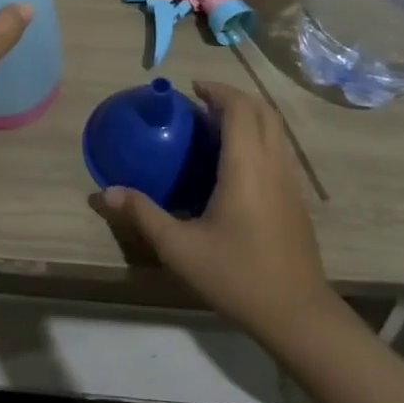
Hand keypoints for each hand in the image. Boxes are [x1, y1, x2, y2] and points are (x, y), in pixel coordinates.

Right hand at [99, 80, 332, 339]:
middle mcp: (273, 163)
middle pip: (262, 110)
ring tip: (216, 126)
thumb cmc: (236, 276)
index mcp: (246, 166)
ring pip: (276, 128)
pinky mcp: (297, 197)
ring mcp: (290, 180)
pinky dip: (259, 135)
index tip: (192, 88)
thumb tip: (106, 191)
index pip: (239, 108)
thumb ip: (143, 214)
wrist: (297, 314)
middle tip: (201, 103)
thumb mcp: (180, 248)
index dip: (217, 90)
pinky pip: (279, 147)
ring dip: (249, 115)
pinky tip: (236, 162)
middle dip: (233, 97)